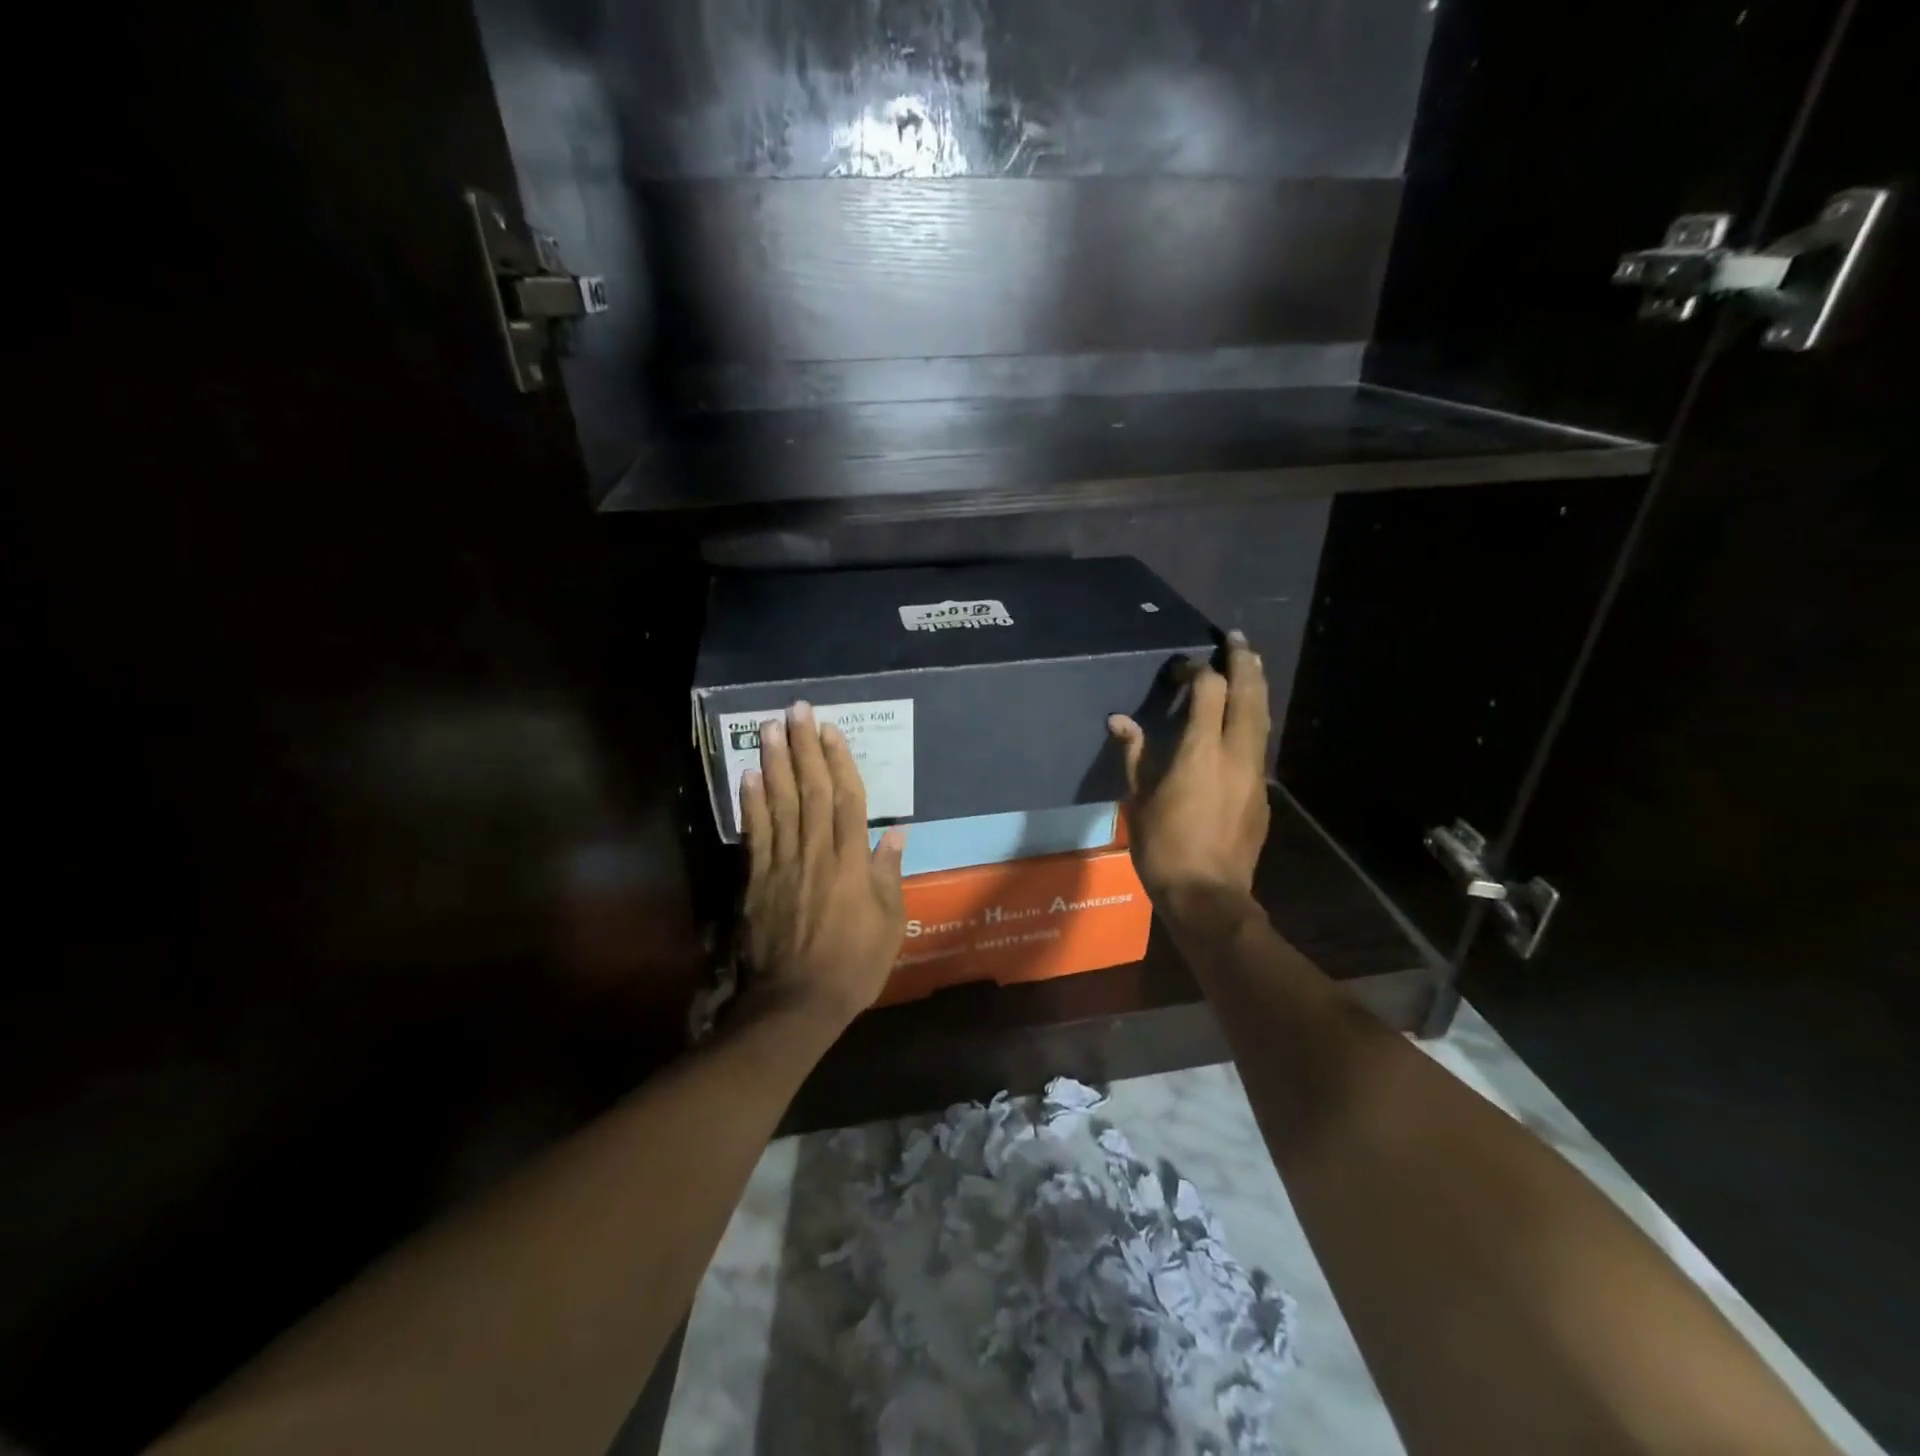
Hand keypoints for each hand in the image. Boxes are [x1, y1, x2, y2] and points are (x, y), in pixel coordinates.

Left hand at [739, 702, 907, 1028]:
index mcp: (852, 864)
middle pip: (810, 791)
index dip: (838, 761)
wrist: (796, 1004)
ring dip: (775, 763)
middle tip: (796, 709)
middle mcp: (816, 854)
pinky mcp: (757, 881)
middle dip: (804, 747)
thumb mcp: (889, 925)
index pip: (846, 800)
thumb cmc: (854, 966)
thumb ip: (889, 875)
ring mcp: (783, 865)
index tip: (830, 729)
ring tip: (770, 728)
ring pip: (779, 804)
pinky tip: (749, 775)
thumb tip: (895, 832)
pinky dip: (751, 803)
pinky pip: (755, 834)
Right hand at [1108, 631, 1271, 907]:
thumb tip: (1120, 721)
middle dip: (1243, 662)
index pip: (1209, 690)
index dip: (1197, 671)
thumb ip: (1135, 754)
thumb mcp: (1139, 799)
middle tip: (1236, 639)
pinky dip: (1256, 720)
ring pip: (1263, 717)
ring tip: (1251, 664)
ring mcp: (1255, 773)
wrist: (1208, 894)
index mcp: (1201, 750)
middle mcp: (1236, 752)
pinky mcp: (1262, 793)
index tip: (1182, 666)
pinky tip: (1247, 720)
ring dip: (1257, 687)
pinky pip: (1261, 744)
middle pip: (1248, 694)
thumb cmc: (1164, 847)